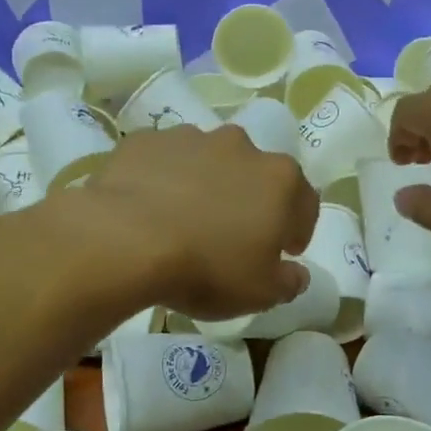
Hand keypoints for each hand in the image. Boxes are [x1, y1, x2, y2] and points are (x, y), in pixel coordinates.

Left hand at [79, 124, 317, 319]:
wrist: (126, 240)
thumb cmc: (207, 268)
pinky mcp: (146, 141)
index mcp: (279, 179)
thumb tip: (297, 273)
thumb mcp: (260, 293)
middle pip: (255, 175)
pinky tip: (149, 208)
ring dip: (207, 185)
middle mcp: (240, 147)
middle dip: (251, 201)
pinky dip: (164, 179)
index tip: (285, 250)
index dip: (298, 228)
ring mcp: (191, 138)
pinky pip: (164, 161)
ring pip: (209, 162)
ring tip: (186, 220)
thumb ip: (288, 281)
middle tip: (233, 235)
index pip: (305, 202)